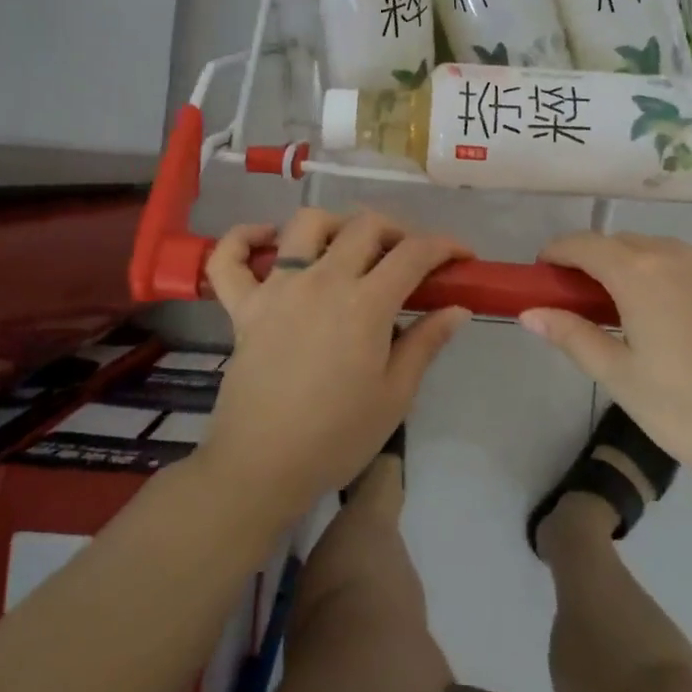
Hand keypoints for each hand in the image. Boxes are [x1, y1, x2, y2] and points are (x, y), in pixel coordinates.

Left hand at [197, 210, 470, 525]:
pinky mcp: (242, 306)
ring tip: (349, 247)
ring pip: (306, 224)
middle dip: (398, 231)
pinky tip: (268, 238)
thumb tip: (458, 308)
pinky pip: (229, 257)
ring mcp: (277, 288)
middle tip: (410, 259)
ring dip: (336, 224)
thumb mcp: (395, 395)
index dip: (445, 246)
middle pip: (365, 226)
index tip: (462, 257)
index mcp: (365, 304)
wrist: (262, 467)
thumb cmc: (337, 437)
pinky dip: (244, 238)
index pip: (414, 253)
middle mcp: (322, 280)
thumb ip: (426, 342)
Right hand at [519, 233, 691, 513]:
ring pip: (658, 251)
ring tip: (623, 309)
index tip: (541, 273)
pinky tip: (671, 314)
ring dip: (631, 266)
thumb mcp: (621, 378)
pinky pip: (690, 264)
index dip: (557, 252)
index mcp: (641, 273)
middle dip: (592, 260)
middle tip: (577, 300)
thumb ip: (572, 336)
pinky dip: (666, 275)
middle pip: (621, 243)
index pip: (584, 244)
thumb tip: (529, 312)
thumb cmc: (691, 412)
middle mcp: (678, 254)